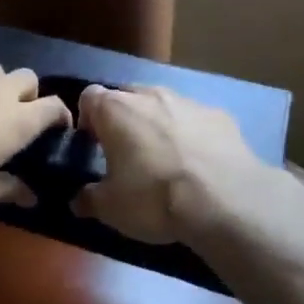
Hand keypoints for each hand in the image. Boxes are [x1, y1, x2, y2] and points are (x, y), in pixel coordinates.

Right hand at [73, 85, 272, 243]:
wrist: (226, 201)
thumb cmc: (155, 197)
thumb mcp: (111, 208)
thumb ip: (88, 199)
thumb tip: (77, 200)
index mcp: (115, 109)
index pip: (88, 96)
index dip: (87, 119)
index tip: (92, 144)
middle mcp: (149, 94)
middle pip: (127, 96)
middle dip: (124, 118)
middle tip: (126, 152)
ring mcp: (187, 101)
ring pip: (163, 105)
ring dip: (158, 124)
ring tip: (166, 159)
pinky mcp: (220, 115)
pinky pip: (196, 120)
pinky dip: (192, 135)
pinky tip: (200, 163)